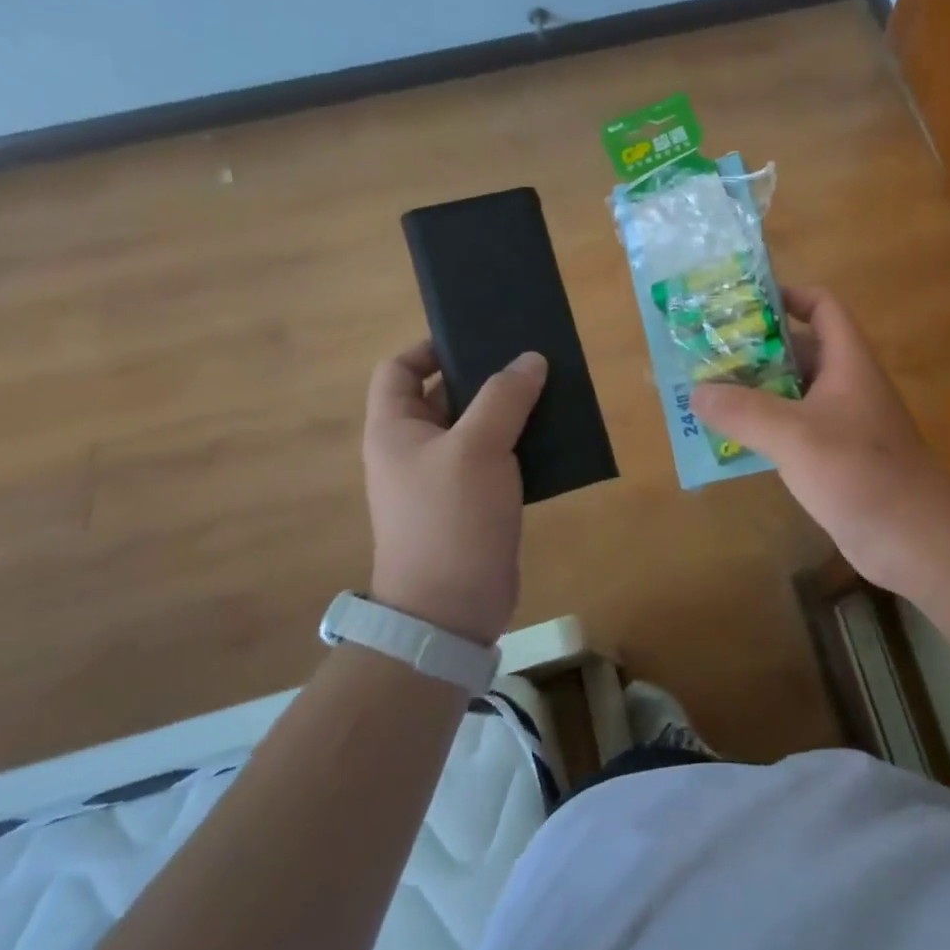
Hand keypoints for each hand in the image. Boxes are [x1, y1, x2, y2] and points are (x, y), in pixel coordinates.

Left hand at [362, 343, 547, 644]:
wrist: (450, 609)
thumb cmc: (451, 518)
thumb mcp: (478, 447)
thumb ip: (504, 397)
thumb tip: (530, 359)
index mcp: (395, 429)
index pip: (399, 369)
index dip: (430, 347)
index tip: (477, 339)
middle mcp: (414, 449)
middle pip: (444, 394)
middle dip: (484, 376)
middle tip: (529, 360)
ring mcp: (443, 478)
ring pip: (476, 427)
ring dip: (509, 410)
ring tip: (550, 392)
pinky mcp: (472, 502)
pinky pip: (495, 458)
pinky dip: (519, 443)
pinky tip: (553, 436)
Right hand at [689, 287, 949, 601]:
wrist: (916, 540)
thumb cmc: (860, 473)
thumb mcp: (795, 436)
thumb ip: (743, 411)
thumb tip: (696, 391)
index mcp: (847, 361)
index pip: (821, 306)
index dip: (786, 296)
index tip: (740, 304)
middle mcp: (846, 384)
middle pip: (798, 349)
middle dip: (754, 348)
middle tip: (706, 353)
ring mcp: (843, 422)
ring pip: (793, 392)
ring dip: (754, 391)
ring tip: (707, 394)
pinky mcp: (836, 457)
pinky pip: (794, 429)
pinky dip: (765, 428)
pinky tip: (732, 440)